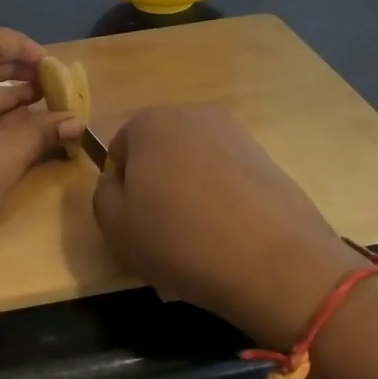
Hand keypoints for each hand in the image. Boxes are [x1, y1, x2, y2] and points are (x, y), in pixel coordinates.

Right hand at [92, 106, 365, 347]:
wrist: (273, 262)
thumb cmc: (178, 239)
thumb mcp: (114, 225)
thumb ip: (103, 194)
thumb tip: (119, 182)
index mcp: (150, 122)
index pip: (119, 150)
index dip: (121, 189)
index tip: (132, 222)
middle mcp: (195, 116)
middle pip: (161, 155)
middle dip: (157, 189)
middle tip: (162, 235)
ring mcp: (238, 136)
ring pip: (196, 170)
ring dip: (190, 199)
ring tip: (198, 245)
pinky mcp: (270, 162)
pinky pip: (229, 183)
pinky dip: (223, 206)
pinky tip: (228, 243)